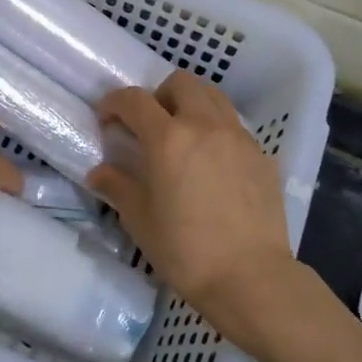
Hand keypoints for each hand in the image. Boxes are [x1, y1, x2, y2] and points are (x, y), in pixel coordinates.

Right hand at [88, 71, 294, 347]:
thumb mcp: (140, 220)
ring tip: (183, 138)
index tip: (107, 119)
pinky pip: (234, 126)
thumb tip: (99, 173)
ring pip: (213, 97)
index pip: (135, 99)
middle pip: (181, 83)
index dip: (115, 103)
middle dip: (159, 95)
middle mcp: (205, 125)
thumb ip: (117, 187)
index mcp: (168, 138)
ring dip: (191, 105)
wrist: (251, 278)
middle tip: (150, 126)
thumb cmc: (186, 250)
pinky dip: (217, 130)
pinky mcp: (262, 156)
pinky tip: (212, 165)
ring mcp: (239, 138)